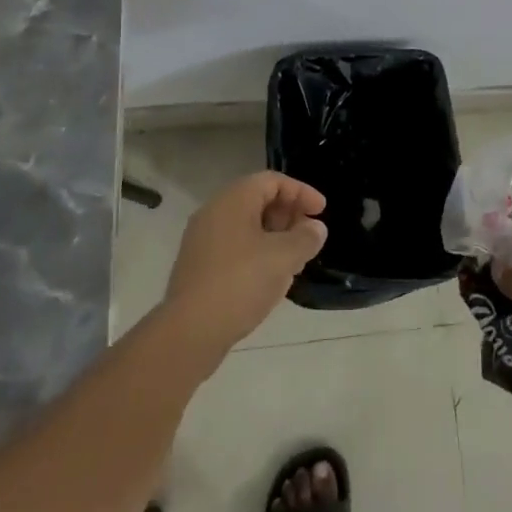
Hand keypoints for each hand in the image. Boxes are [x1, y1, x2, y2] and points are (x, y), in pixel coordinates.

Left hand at [162, 171, 327, 360]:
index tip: (321, 211)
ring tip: (295, 260)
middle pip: (258, 200)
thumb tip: (315, 228)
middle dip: (288, 215)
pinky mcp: (198, 266)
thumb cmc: (241, 282)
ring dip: (275, 236)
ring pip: (246, 226)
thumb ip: (305, 238)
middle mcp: (214, 212)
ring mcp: (202, 240)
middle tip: (309, 235)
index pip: (272, 181)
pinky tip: (271, 278)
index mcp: (233, 199)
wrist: (190, 330)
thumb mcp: (284, 257)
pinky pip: (234, 246)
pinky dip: (258, 252)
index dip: (301, 192)